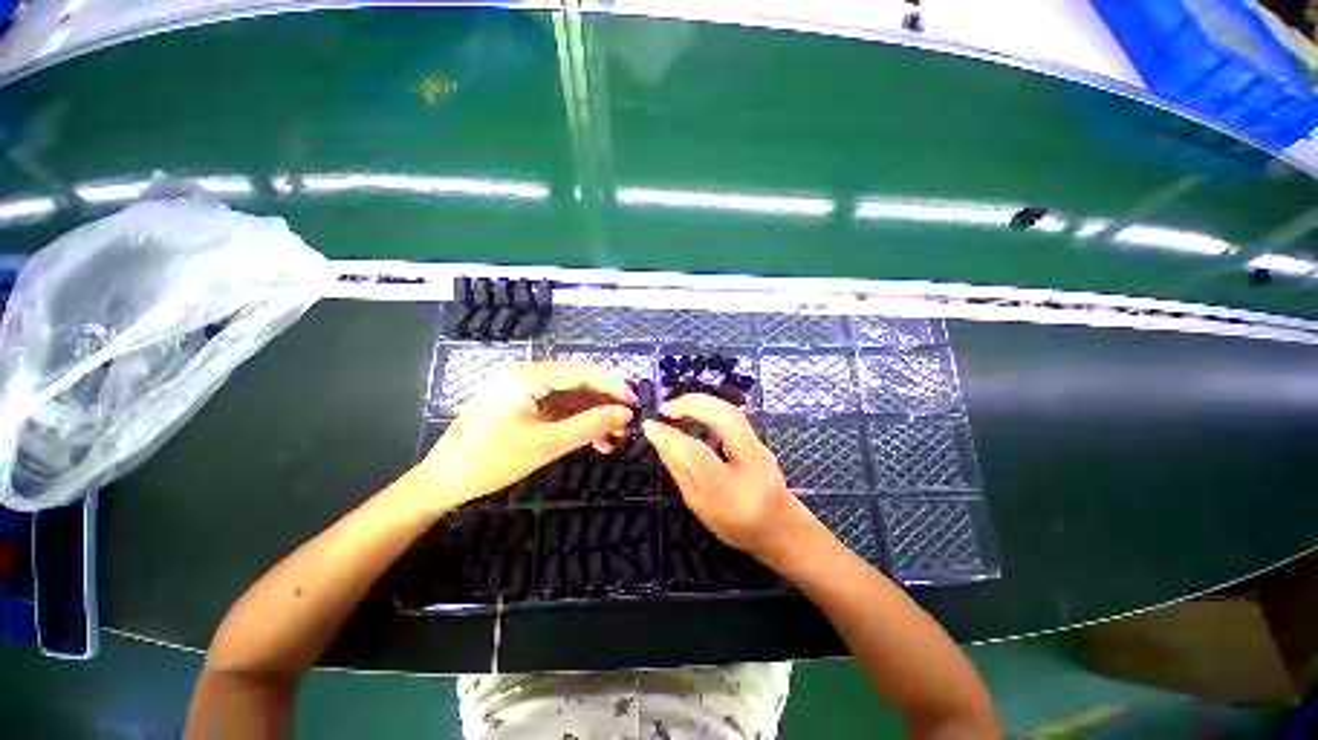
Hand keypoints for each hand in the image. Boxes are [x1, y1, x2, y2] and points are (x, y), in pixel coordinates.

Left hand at [416, 361, 635, 507]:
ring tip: (612, 438)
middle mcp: (526, 374)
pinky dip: (574, 420)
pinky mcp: (519, 403)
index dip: (613, 386)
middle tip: (625, 425)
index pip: (583, 371)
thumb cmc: (492, 461)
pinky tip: (591, 438)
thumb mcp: (547, 443)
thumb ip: (589, 425)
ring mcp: (521, 388)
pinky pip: (554, 406)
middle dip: (603, 403)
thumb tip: (625, 414)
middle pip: (577, 381)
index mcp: (529, 375)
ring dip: (591, 414)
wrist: (443, 481)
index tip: (635, 404)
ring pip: (568, 395)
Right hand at [642, 394, 805, 554]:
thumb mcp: (699, 505)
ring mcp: (760, 447)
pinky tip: (697, 411)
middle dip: (691, 405)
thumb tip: (661, 440)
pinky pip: (734, 415)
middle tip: (665, 408)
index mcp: (730, 490)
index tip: (650, 425)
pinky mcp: (760, 440)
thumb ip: (680, 471)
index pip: (695, 453)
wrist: (780, 527)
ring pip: (731, 411)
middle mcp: (750, 462)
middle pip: (723, 418)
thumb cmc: (735, 524)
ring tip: (677, 407)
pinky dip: (711, 407)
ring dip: (701, 402)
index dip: (669, 436)